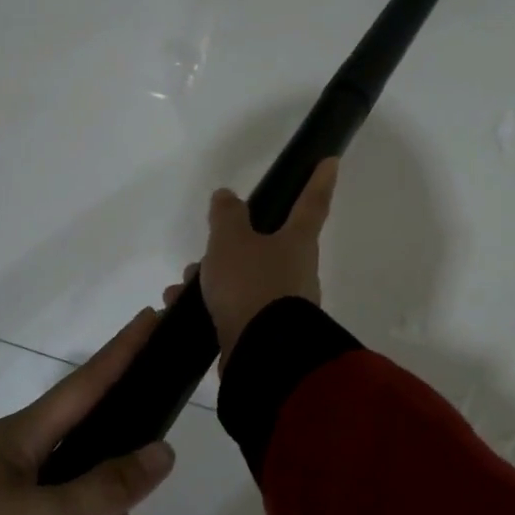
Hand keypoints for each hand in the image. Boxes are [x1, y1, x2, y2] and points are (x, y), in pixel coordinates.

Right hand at [180, 158, 338, 366]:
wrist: (262, 353)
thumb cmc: (251, 285)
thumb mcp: (231, 241)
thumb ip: (227, 215)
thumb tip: (227, 196)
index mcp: (298, 242)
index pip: (312, 202)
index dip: (319, 180)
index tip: (331, 160)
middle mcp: (298, 270)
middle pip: (267, 245)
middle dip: (233, 245)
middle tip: (206, 249)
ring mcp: (284, 303)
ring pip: (246, 278)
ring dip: (213, 278)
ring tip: (182, 286)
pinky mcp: (267, 331)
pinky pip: (236, 307)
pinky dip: (211, 304)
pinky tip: (182, 310)